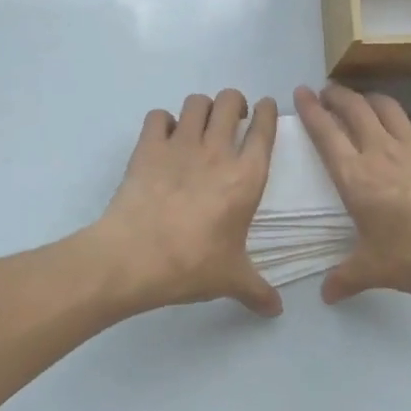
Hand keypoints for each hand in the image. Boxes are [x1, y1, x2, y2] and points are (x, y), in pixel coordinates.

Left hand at [94, 90, 281, 316]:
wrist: (134, 257)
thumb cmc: (192, 265)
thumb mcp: (231, 279)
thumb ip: (257, 290)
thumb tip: (276, 310)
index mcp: (246, 177)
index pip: (264, 129)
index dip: (267, 111)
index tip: (265, 107)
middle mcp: (217, 151)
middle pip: (230, 101)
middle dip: (234, 102)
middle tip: (232, 118)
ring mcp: (180, 145)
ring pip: (196, 102)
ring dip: (201, 108)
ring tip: (199, 125)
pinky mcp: (148, 147)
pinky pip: (158, 116)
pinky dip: (163, 122)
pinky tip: (163, 138)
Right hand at [294, 84, 410, 303]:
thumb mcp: (376, 270)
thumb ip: (347, 278)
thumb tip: (325, 295)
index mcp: (356, 177)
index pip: (326, 133)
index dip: (310, 110)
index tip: (301, 92)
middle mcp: (382, 151)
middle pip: (354, 109)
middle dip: (337, 95)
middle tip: (328, 91)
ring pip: (387, 107)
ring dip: (370, 99)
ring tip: (363, 100)